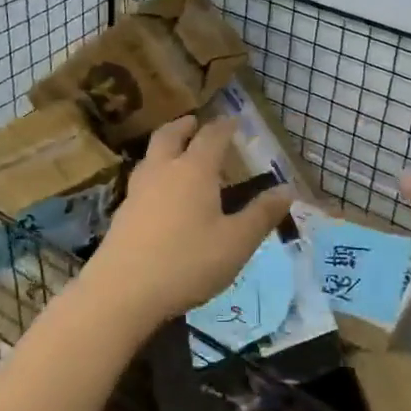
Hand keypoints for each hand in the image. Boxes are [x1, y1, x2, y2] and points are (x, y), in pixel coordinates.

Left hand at [87, 118, 294, 325]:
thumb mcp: (236, 243)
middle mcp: (163, 171)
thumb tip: (287, 189)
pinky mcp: (122, 212)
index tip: (233, 120)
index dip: (224, 126)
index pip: (211, 137)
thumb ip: (261, 214)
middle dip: (185, 125)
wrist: (123, 291)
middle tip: (195, 122)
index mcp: (194, 170)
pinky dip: (154, 171)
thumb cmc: (187, 262)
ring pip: (151, 155)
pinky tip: (159, 192)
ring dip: (165, 145)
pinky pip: (142, 178)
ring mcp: (138, 190)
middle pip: (170, 135)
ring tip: (176, 151)